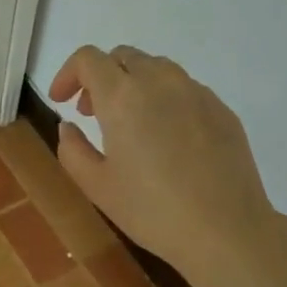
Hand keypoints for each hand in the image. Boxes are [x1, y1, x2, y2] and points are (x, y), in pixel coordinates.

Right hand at [48, 45, 279, 286]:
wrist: (225, 230)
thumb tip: (69, 126)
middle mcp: (160, 81)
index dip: (68, 73)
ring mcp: (196, 92)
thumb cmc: (151, 210)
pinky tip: (165, 138)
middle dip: (100, 77)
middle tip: (91, 113)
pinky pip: (184, 89)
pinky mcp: (221, 108)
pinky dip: (164, 99)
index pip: (89, 59)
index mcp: (123, 96)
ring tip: (129, 123)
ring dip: (133, 84)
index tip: (61, 101)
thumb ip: (72, 149)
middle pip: (123, 56)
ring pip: (156, 68)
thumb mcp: (96, 186)